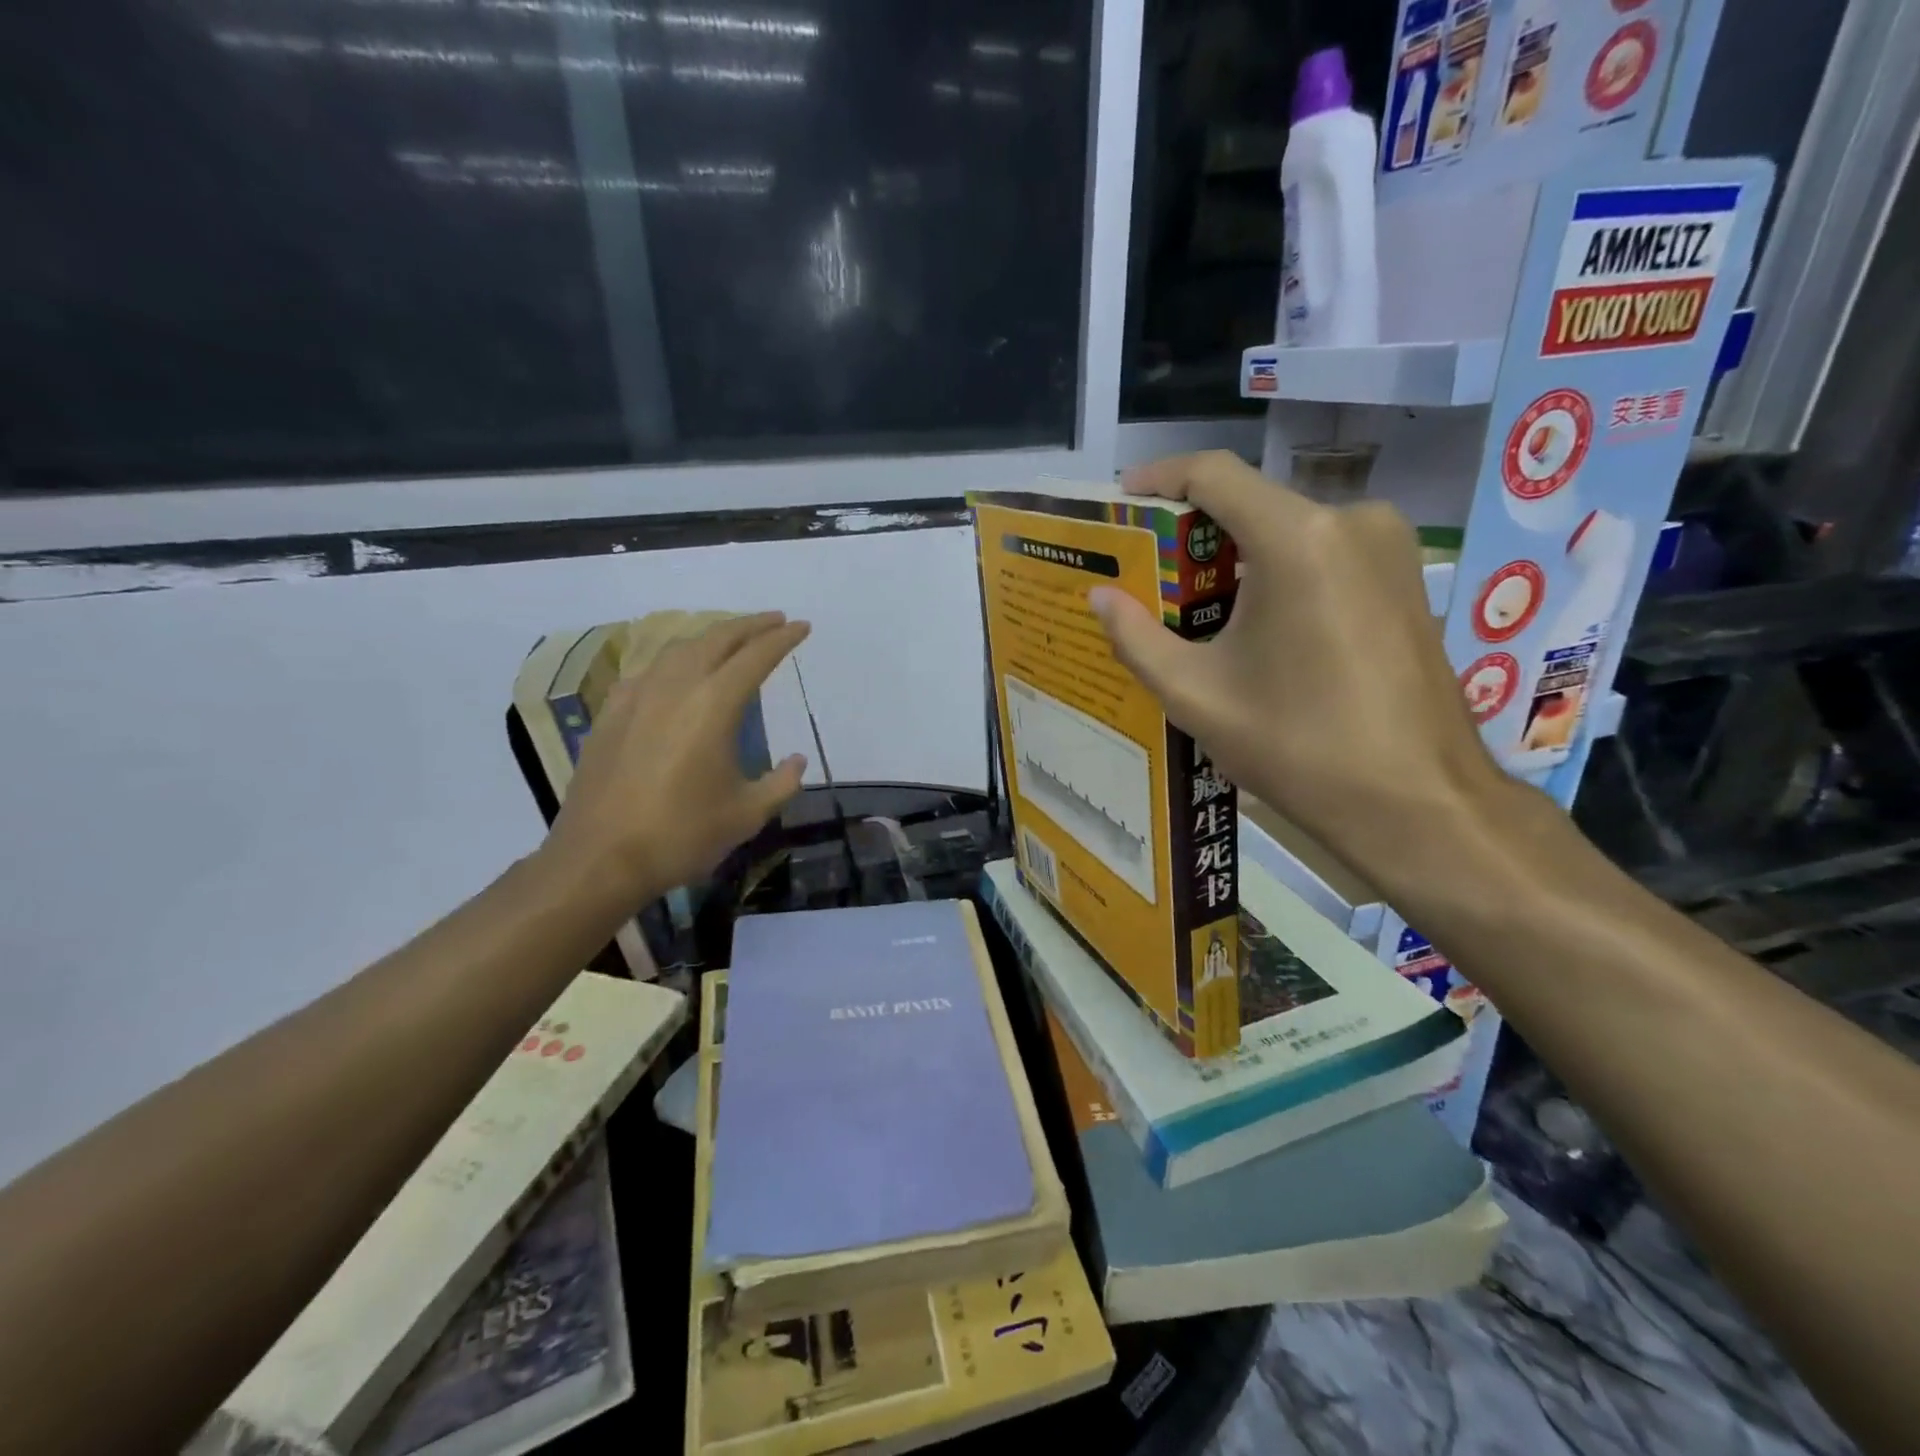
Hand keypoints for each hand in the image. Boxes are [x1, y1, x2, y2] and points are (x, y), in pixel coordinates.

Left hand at [542, 613, 809, 903]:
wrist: (599, 858)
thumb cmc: (681, 835)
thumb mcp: (747, 814)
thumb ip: (781, 783)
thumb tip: (797, 762)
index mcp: (714, 706)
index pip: (755, 657)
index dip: (782, 639)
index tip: (801, 627)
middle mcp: (675, 687)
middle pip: (716, 639)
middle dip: (749, 625)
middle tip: (774, 621)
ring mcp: (637, 697)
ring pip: (678, 648)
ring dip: (711, 637)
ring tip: (730, 641)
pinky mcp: (611, 713)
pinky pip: (648, 671)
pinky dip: (674, 661)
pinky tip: (676, 675)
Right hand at [1088, 452, 1508, 894]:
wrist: (1417, 802)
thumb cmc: (1297, 745)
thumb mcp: (1195, 695)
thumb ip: (1137, 637)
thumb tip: (1100, 596)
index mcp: (1296, 540)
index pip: (1214, 475)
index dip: (1160, 478)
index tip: (1123, 499)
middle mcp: (1351, 522)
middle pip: (1252, 504)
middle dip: (1196, 534)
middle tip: (1150, 576)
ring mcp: (1390, 548)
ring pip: (1289, 531)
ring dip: (1237, 558)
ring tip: (1195, 610)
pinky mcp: (1407, 579)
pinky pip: (1325, 555)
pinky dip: (1278, 574)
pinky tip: (1254, 627)